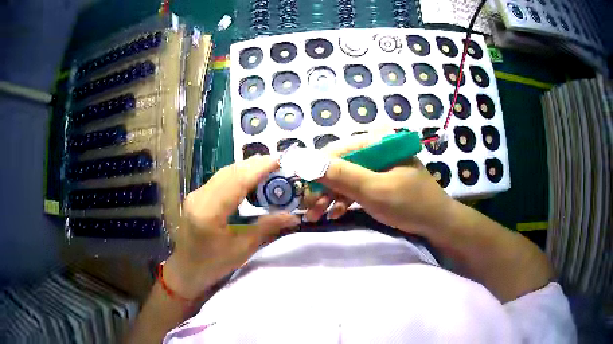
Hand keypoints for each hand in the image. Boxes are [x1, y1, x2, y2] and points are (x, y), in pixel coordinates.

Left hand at [165, 155, 300, 298]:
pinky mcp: (196, 196)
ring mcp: (196, 195)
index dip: (258, 169)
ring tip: (267, 167)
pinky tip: (248, 178)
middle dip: (254, 164)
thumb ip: (267, 227)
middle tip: (277, 163)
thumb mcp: (243, 249)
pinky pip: (219, 179)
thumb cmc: (214, 264)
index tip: (279, 160)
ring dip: (245, 168)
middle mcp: (199, 197)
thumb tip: (293, 216)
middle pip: (230, 172)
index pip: (237, 181)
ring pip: (223, 173)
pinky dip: (236, 175)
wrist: (187, 270)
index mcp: (209, 212)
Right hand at [303, 131, 452, 235]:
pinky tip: (335, 213)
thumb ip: (341, 175)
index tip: (300, 188)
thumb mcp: (375, 190)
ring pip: (344, 179)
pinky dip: (343, 201)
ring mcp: (377, 167)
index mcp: (378, 142)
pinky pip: (354, 188)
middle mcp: (375, 150)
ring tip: (315, 215)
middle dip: (321, 187)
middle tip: (307, 207)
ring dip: (329, 197)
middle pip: (339, 165)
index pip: (338, 150)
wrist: (437, 224)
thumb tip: (305, 161)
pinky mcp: (378, 183)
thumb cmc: (410, 204)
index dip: (316, 169)